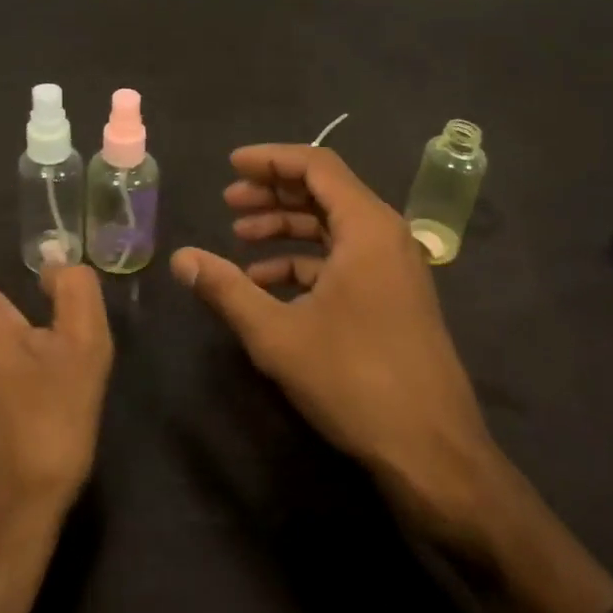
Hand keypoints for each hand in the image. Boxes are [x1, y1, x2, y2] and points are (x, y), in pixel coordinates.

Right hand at [172, 145, 500, 549]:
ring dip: (286, 227)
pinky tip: (268, 283)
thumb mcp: (278, 334)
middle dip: (273, 193)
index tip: (231, 166)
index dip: (270, 159)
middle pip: (324, 191)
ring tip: (240, 238)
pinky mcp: (393, 297)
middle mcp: (386, 235)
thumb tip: (180, 258)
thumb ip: (226, 289)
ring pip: (333, 227)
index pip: (316, 165)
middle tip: (229, 202)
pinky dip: (305, 262)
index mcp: (367, 226)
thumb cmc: (355, 380)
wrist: (433, 452)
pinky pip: (344, 259)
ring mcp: (394, 268)